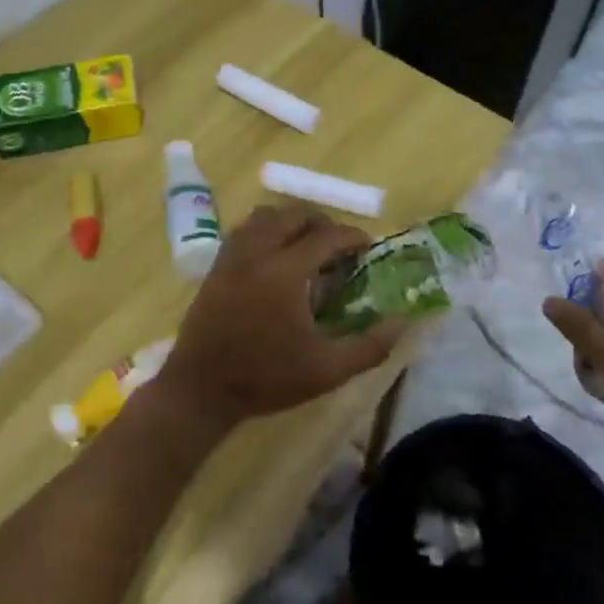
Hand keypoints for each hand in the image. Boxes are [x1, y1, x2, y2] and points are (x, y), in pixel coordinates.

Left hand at [155, 204, 407, 432]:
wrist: (201, 388)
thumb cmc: (266, 378)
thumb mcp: (326, 370)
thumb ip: (369, 346)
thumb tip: (402, 321)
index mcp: (286, 272)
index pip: (326, 236)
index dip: (351, 236)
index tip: (368, 246)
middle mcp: (258, 252)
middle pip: (294, 214)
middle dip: (322, 222)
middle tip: (339, 245)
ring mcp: (233, 256)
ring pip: (265, 216)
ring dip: (291, 221)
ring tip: (308, 245)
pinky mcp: (216, 265)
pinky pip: (245, 229)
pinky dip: (266, 230)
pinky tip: (275, 256)